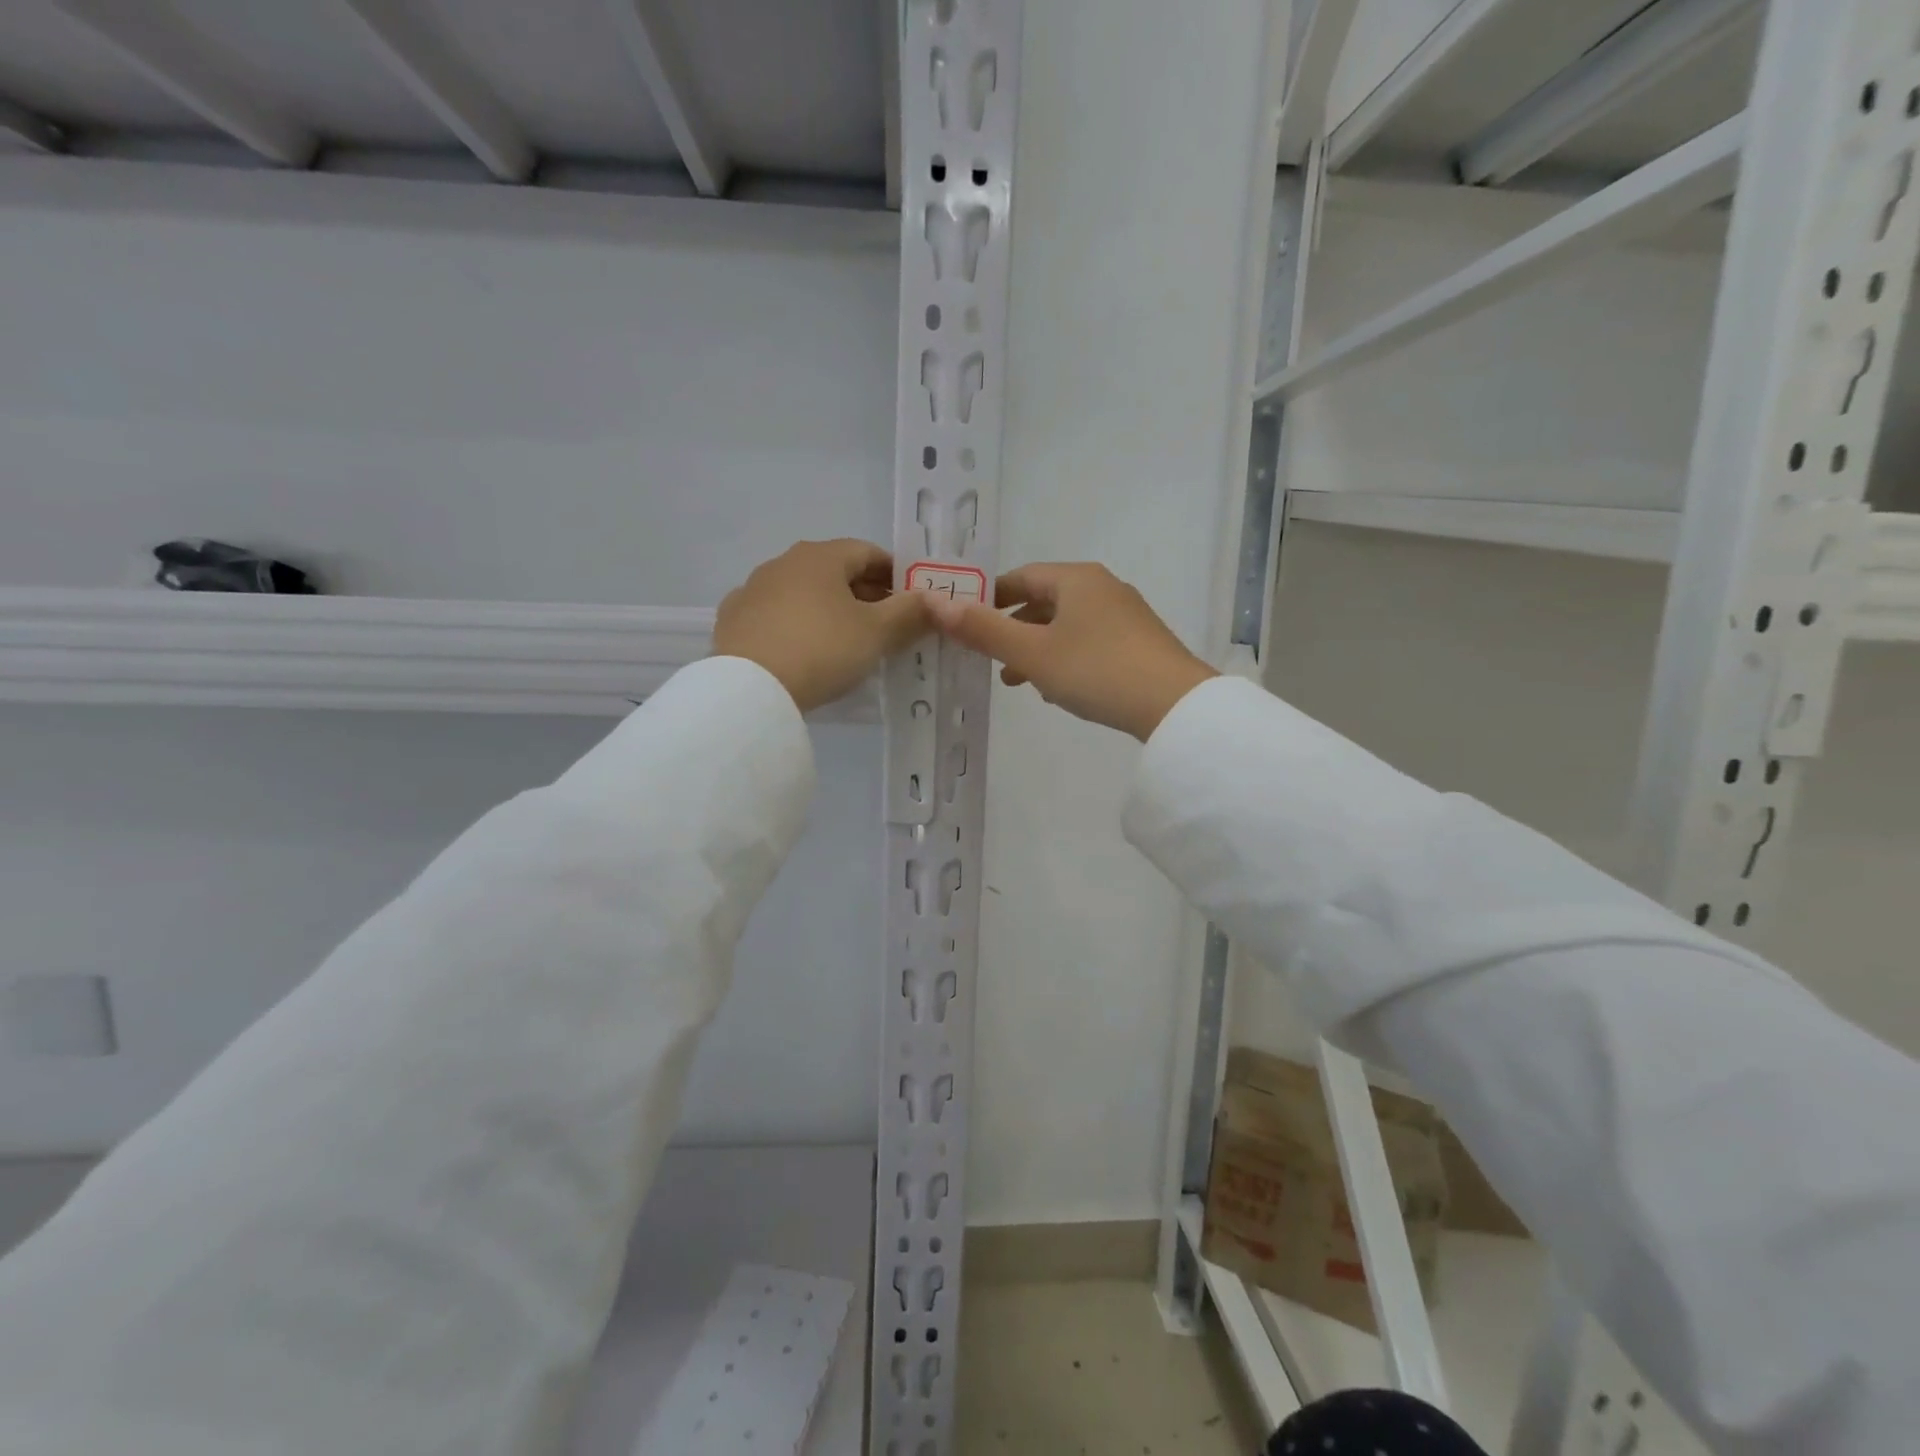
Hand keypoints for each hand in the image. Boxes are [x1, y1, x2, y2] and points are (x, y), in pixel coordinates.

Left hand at [714, 540, 933, 712]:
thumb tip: (935, 599)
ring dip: (829, 609)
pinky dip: (797, 626)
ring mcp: (753, 589)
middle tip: (886, 627)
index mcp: (821, 556)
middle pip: (834, 571)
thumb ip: (910, 612)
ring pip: (804, 593)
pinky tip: (804, 652)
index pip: (868, 552)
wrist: (750, 689)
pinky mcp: (733, 620)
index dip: (895, 575)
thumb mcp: (877, 633)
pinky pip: (776, 616)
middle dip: (864, 594)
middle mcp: (783, 562)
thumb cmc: (822, 649)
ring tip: (846, 643)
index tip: (910, 603)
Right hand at [927, 562, 1216, 739]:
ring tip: (1019, 680)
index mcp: (1076, 579)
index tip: (966, 624)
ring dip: (1038, 648)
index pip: (1021, 577)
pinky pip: (1090, 642)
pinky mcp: (1140, 643)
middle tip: (989, 658)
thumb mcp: (1031, 653)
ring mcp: (1126, 615)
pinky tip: (1060, 689)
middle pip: (1044, 600)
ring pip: (1067, 625)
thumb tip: (935, 603)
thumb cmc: (1095, 670)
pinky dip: (1066, 657)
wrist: (1174, 705)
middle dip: (1013, 628)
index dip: (989, 598)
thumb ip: (983, 629)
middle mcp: (1103, 587)